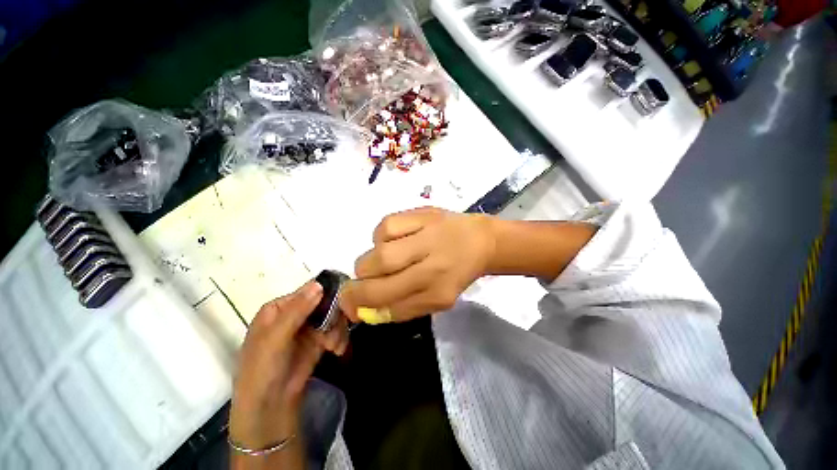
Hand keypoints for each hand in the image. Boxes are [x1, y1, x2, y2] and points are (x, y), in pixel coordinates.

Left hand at [229, 281, 348, 455]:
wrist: (269, 407)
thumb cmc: (263, 369)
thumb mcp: (275, 338)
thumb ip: (297, 310)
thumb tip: (318, 284)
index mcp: (279, 307)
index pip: (309, 290)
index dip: (327, 294)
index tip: (341, 303)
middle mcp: (295, 313)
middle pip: (325, 302)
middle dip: (334, 316)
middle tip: (336, 331)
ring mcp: (308, 327)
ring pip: (333, 316)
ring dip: (338, 329)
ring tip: (334, 346)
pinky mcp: (319, 340)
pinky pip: (336, 330)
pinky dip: (339, 338)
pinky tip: (336, 350)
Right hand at [339, 207, 495, 322]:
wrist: (480, 241)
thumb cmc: (456, 272)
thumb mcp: (436, 299)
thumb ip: (403, 307)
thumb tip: (366, 310)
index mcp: (439, 292)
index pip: (390, 305)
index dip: (360, 307)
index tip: (349, 306)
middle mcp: (433, 266)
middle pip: (379, 279)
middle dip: (357, 287)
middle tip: (358, 284)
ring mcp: (427, 236)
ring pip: (379, 253)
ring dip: (369, 261)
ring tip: (381, 261)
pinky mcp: (422, 214)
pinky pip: (385, 226)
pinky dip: (380, 237)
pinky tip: (392, 240)